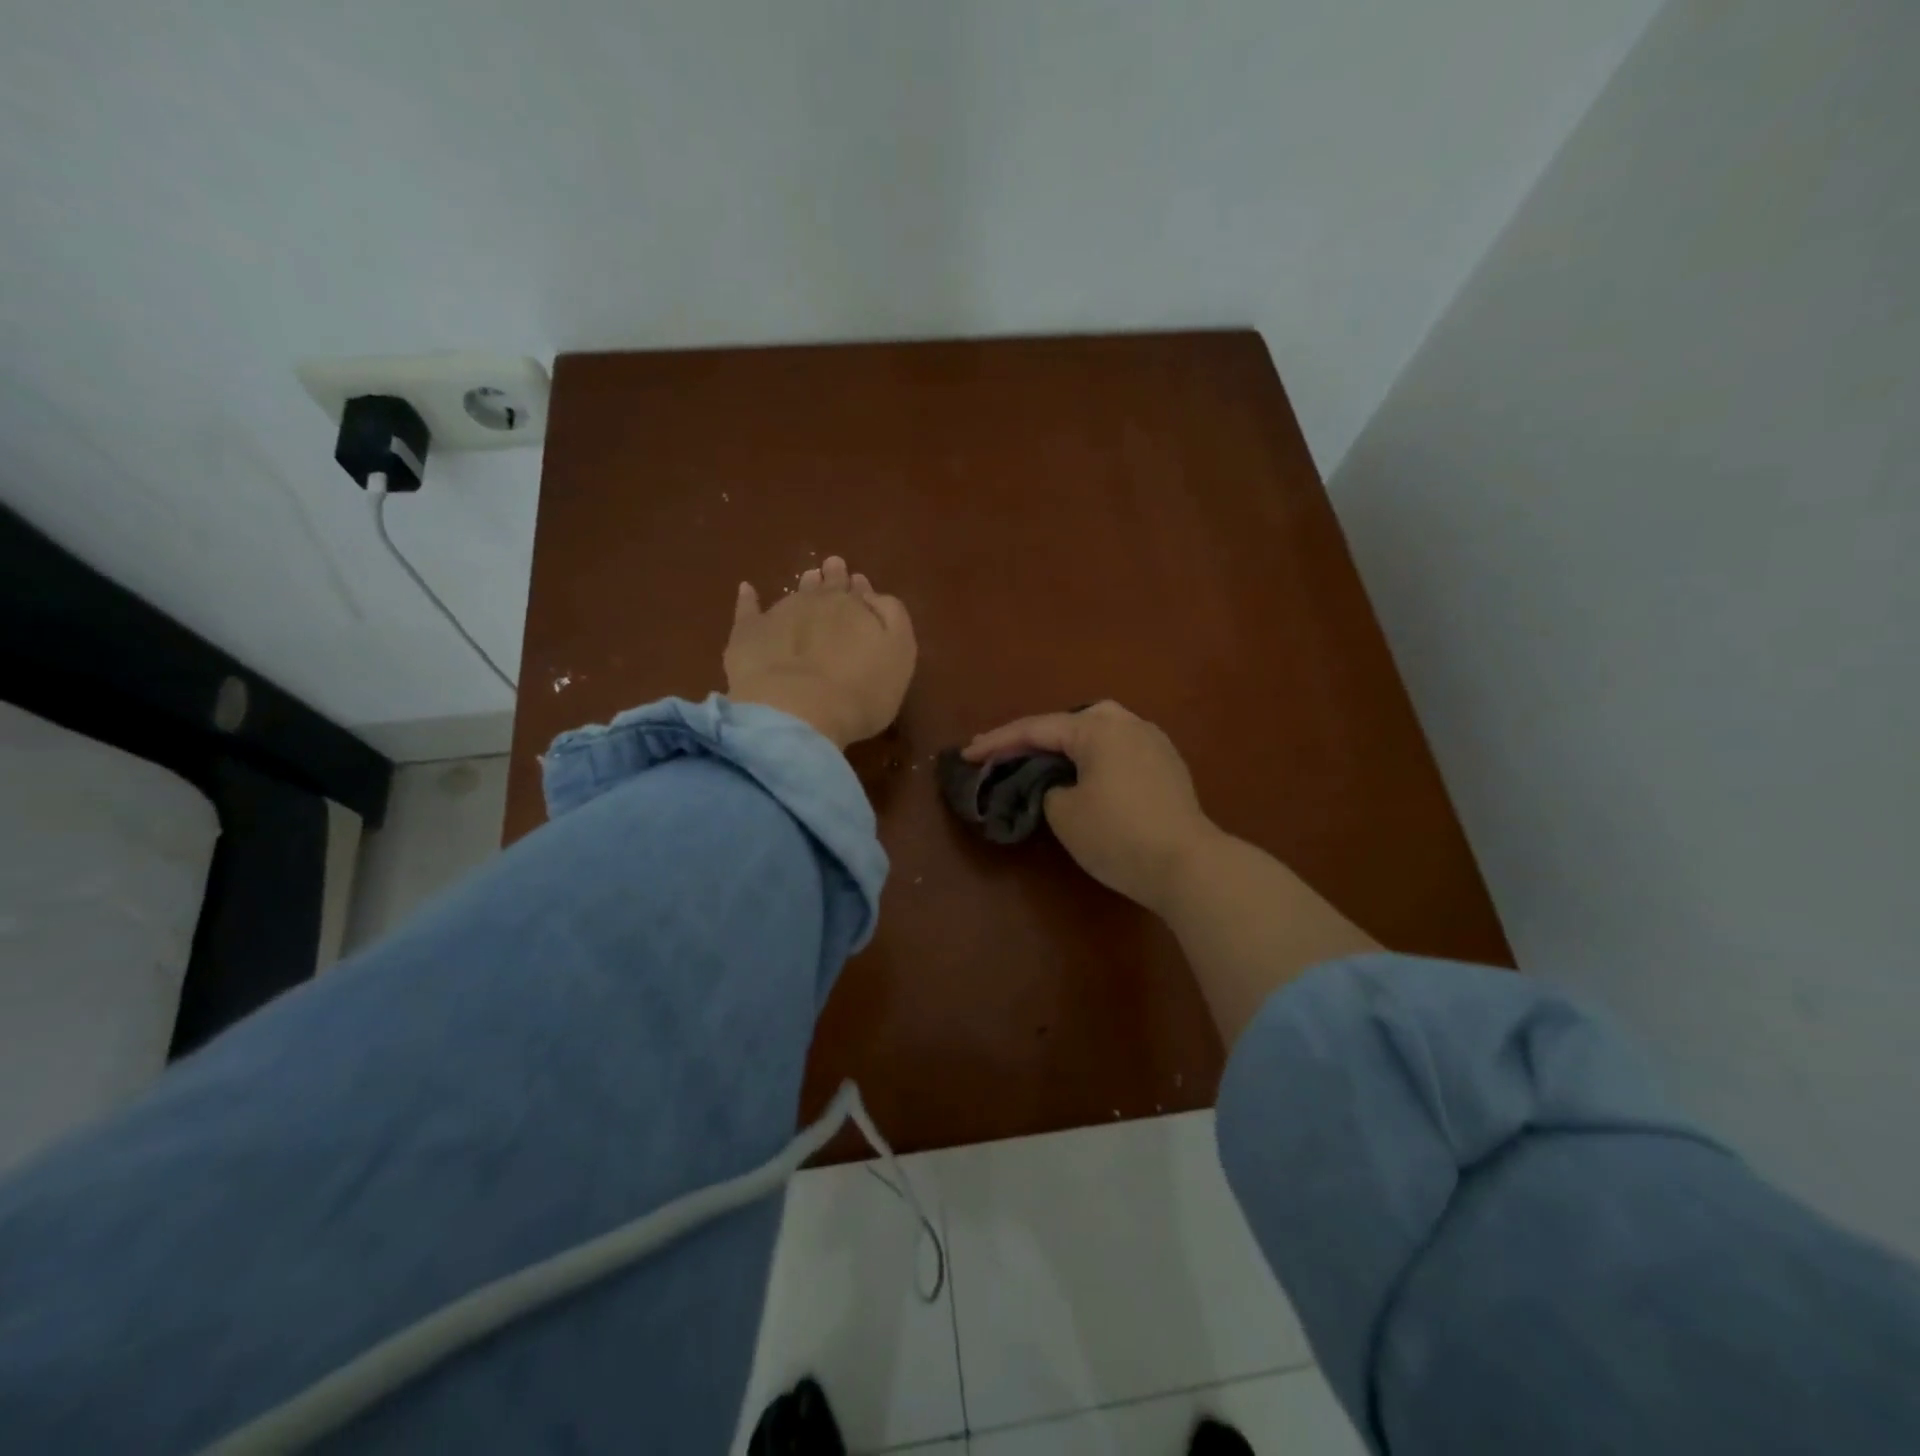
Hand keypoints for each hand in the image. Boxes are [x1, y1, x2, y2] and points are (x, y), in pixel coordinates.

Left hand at [724, 556, 915, 749]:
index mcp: (856, 607)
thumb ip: (892, 619)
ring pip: (796, 592)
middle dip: (834, 578)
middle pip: (829, 586)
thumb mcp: (898, 655)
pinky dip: (749, 599)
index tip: (860, 584)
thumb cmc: (860, 692)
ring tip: (808, 577)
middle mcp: (819, 602)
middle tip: (834, 566)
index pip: (861, 592)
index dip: (861, 590)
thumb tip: (875, 596)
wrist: (796, 710)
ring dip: (805, 585)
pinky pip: (748, 609)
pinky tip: (747, 590)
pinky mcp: (748, 633)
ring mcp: (781, 614)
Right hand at [964, 701, 1218, 911]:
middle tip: (1003, 752)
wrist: (1188, 865)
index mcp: (1098, 728)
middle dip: (1033, 736)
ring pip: (1098, 731)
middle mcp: (1127, 724)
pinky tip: (1084, 771)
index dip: (998, 742)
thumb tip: (1061, 784)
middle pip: (1068, 721)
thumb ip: (1049, 787)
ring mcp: (1152, 742)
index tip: (968, 754)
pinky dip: (1092, 755)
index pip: (1036, 729)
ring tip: (1040, 758)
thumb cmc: (1118, 835)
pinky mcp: (1167, 765)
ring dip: (1065, 743)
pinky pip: (1118, 748)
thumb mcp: (1064, 813)